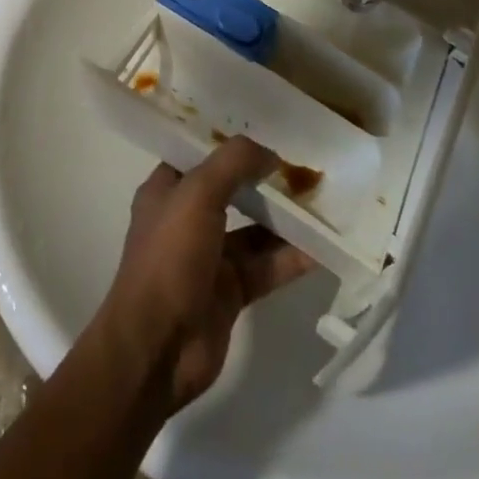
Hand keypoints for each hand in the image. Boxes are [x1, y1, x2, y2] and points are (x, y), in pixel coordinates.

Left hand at [93, 137, 318, 413]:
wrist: (156, 350)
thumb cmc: (169, 258)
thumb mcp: (197, 194)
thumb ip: (234, 163)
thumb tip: (271, 153)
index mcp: (168, 189)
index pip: (200, 152)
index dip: (231, 141)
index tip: (267, 128)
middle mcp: (187, 218)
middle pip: (232, 189)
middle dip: (265, 178)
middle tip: (304, 163)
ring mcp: (210, 256)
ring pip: (254, 229)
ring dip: (284, 218)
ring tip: (323, 200)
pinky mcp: (230, 292)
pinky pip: (266, 267)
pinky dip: (291, 257)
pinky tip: (322, 246)